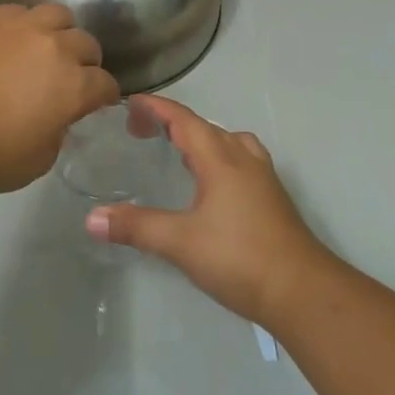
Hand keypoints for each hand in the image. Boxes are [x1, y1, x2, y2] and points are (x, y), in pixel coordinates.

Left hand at [0, 4, 120, 193]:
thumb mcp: (40, 159)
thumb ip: (58, 131)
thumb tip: (56, 116)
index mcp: (75, 86)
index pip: (106, 84)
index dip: (104, 96)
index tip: (97, 103)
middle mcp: (57, 48)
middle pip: (87, 44)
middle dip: (85, 61)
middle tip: (70, 76)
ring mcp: (24, 27)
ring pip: (59, 14)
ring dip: (59, 31)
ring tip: (45, 47)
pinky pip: (21, 11)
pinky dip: (24, 24)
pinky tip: (12, 40)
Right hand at [85, 94, 329, 325]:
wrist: (302, 291)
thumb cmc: (239, 258)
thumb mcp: (180, 242)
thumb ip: (136, 227)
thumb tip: (91, 219)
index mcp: (220, 158)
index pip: (183, 119)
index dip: (156, 108)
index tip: (129, 103)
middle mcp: (243, 158)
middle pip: (205, 127)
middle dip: (172, 123)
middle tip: (142, 132)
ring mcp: (263, 178)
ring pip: (228, 142)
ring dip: (201, 139)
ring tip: (179, 153)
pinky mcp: (273, 198)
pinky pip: (241, 160)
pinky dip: (219, 157)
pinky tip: (211, 185)